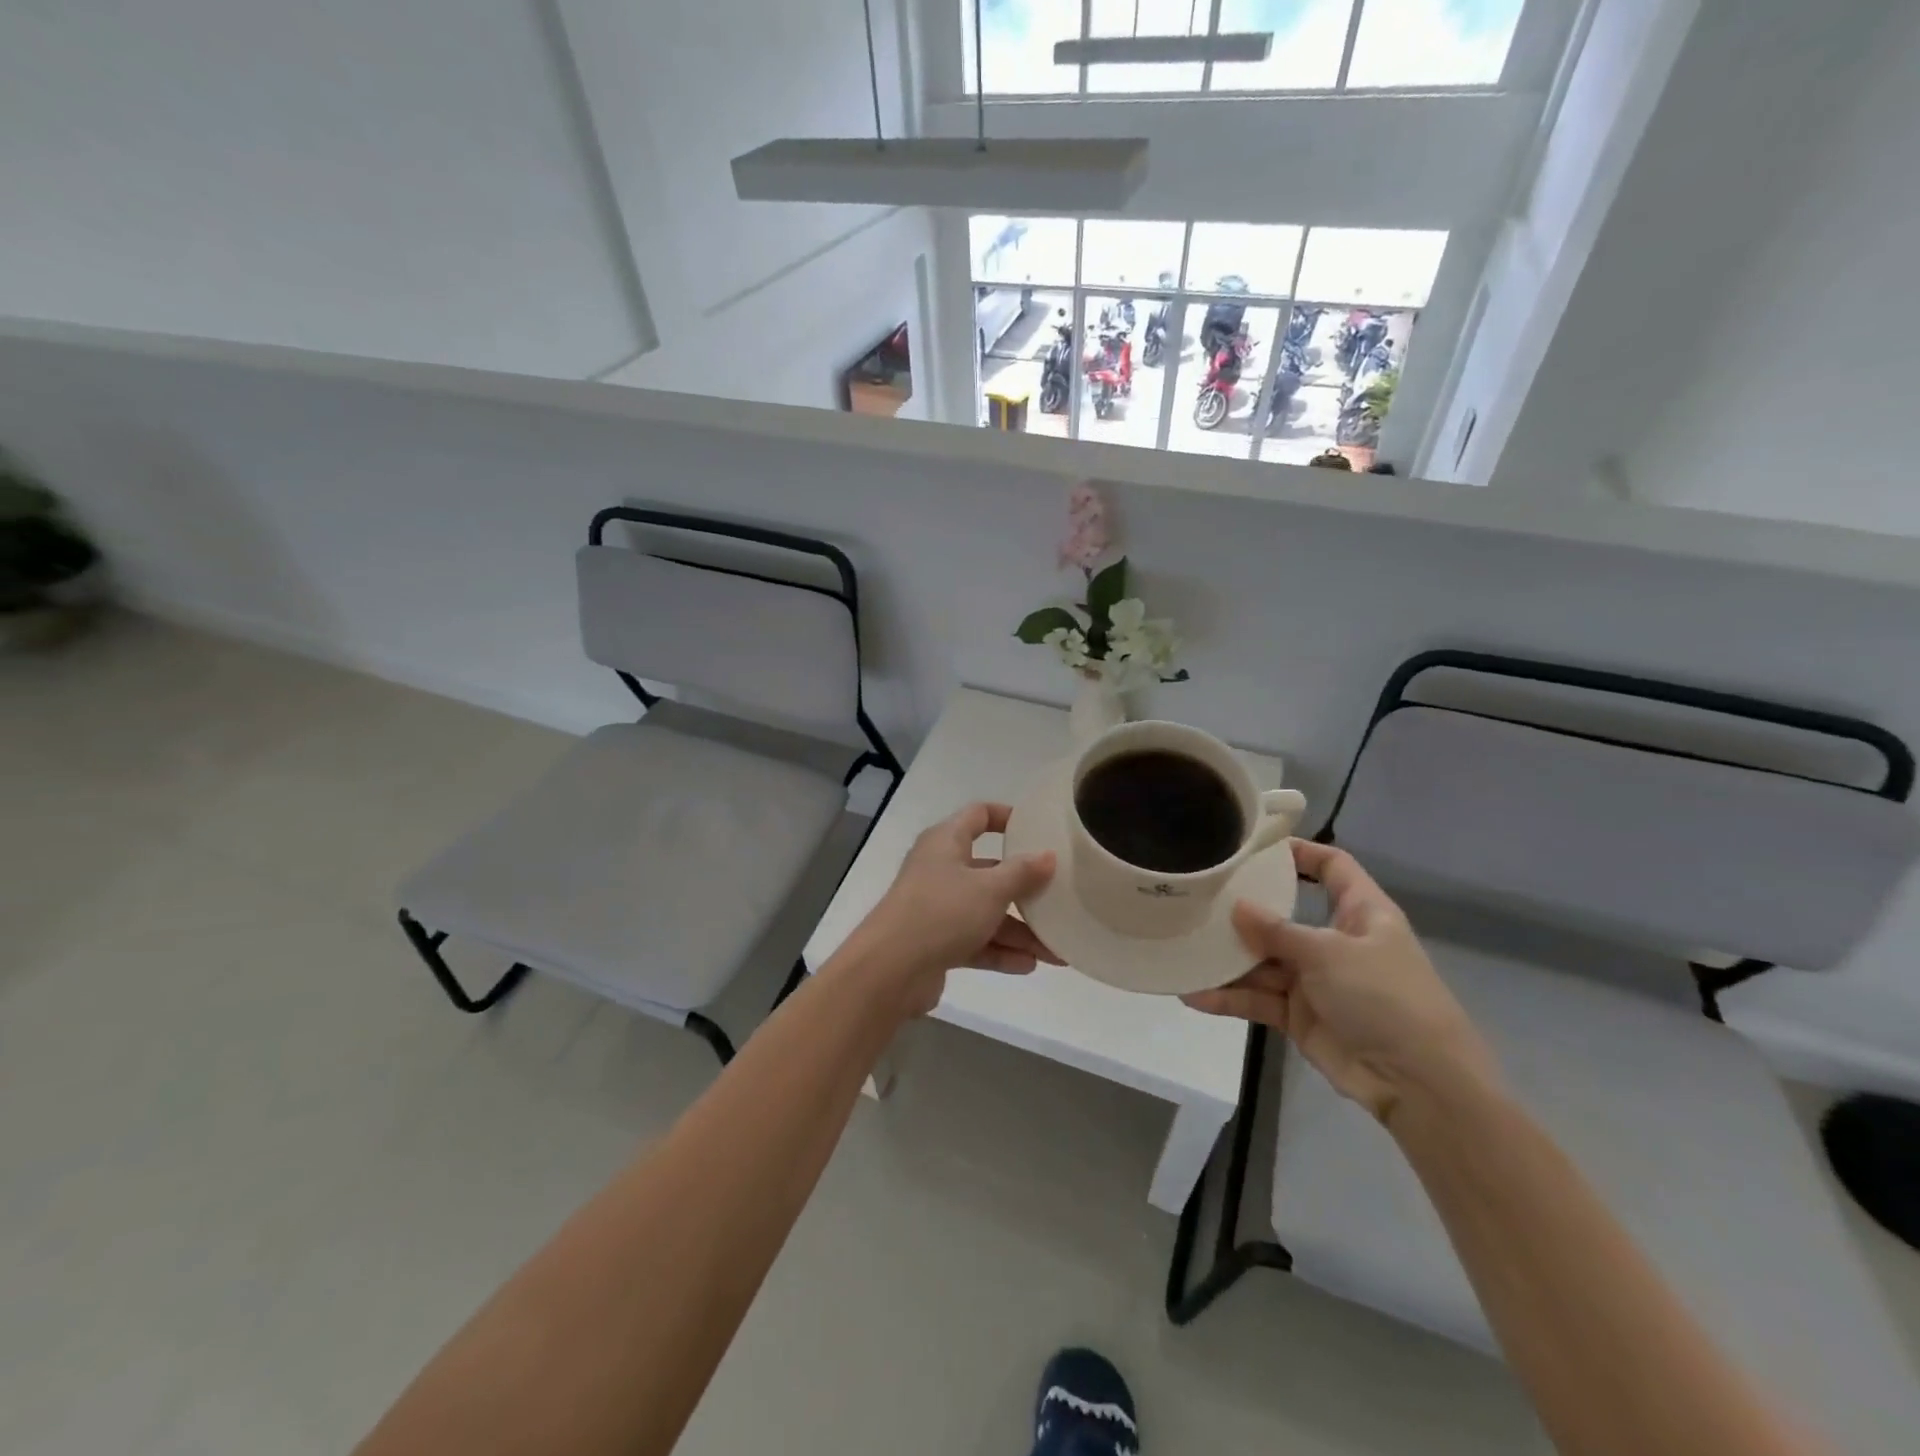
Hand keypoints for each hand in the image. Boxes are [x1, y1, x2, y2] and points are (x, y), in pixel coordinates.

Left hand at [843, 803, 1060, 1016]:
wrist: (890, 969)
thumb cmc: (942, 912)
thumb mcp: (990, 889)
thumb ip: (1022, 872)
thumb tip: (1048, 856)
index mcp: (946, 841)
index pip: (979, 815)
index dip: (1007, 817)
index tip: (1038, 829)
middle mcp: (940, 869)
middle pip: (989, 870)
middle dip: (1025, 890)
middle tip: (1059, 900)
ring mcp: (937, 907)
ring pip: (985, 912)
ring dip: (1019, 931)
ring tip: (1056, 952)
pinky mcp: (936, 942)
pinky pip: (975, 941)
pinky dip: (999, 951)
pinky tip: (1029, 965)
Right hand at [1182, 839, 1497, 1125]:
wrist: (1418, 1083)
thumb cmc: (1385, 998)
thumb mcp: (1330, 954)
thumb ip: (1278, 931)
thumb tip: (1236, 906)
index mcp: (1360, 913)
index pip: (1332, 867)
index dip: (1300, 852)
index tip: (1255, 847)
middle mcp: (1335, 942)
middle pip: (1284, 916)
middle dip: (1244, 911)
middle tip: (1199, 898)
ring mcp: (1316, 980)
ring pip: (1263, 961)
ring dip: (1228, 959)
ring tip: (1184, 948)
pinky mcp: (1300, 1016)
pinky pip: (1258, 999)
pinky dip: (1230, 998)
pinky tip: (1193, 994)